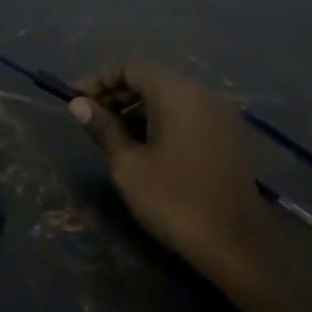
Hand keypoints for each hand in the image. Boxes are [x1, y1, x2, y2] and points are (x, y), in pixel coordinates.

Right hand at [69, 64, 265, 276]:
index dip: (100, 80)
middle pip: (153, 79)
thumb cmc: (174, 200)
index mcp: (178, 93)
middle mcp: (203, 94)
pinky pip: (188, 114)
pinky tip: (145, 148)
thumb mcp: (128, 165)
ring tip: (114, 137)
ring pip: (171, 97)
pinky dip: (162, 121)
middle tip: (91, 119)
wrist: (235, 244)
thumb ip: (104, 128)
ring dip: (139, 109)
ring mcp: (220, 115)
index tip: (76, 101)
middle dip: (119, 95)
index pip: (132, 68)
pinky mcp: (228, 136)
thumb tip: (78, 104)